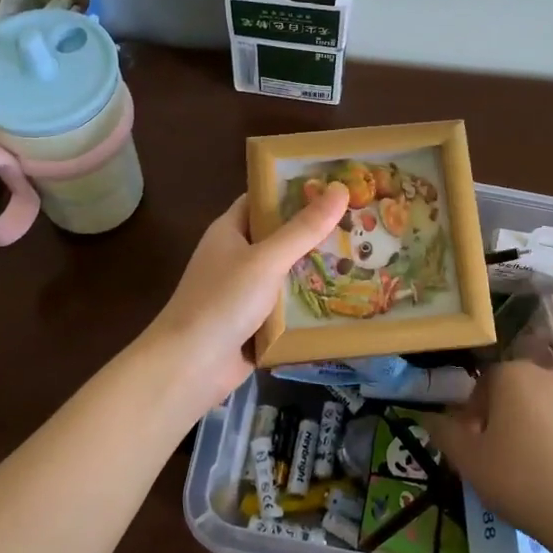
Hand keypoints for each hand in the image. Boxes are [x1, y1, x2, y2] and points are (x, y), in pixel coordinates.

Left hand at [145, 184, 349, 410]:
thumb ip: (303, 229)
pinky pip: (287, 306)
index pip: (264, 199)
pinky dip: (310, 303)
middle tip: (361, 222)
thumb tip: (340, 189)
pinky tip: (346, 298)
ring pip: (287, 273)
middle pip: (281, 236)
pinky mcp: (255, 323)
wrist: (190, 367)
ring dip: (317, 269)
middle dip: (316, 232)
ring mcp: (245, 292)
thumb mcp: (266, 259)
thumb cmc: (223, 301)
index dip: (296, 190)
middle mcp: (237, 256)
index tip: (335, 184)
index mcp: (230, 230)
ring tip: (363, 256)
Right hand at [427, 360, 552, 552]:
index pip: (484, 383)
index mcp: (512, 375)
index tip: (474, 442)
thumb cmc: (519, 480)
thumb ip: (445, 433)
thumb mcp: (469, 461)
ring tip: (534, 466)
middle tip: (500, 454)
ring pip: (547, 406)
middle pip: (518, 390)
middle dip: (506, 415)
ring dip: (537, 425)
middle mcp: (548, 374)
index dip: (475, 412)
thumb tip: (429, 417)